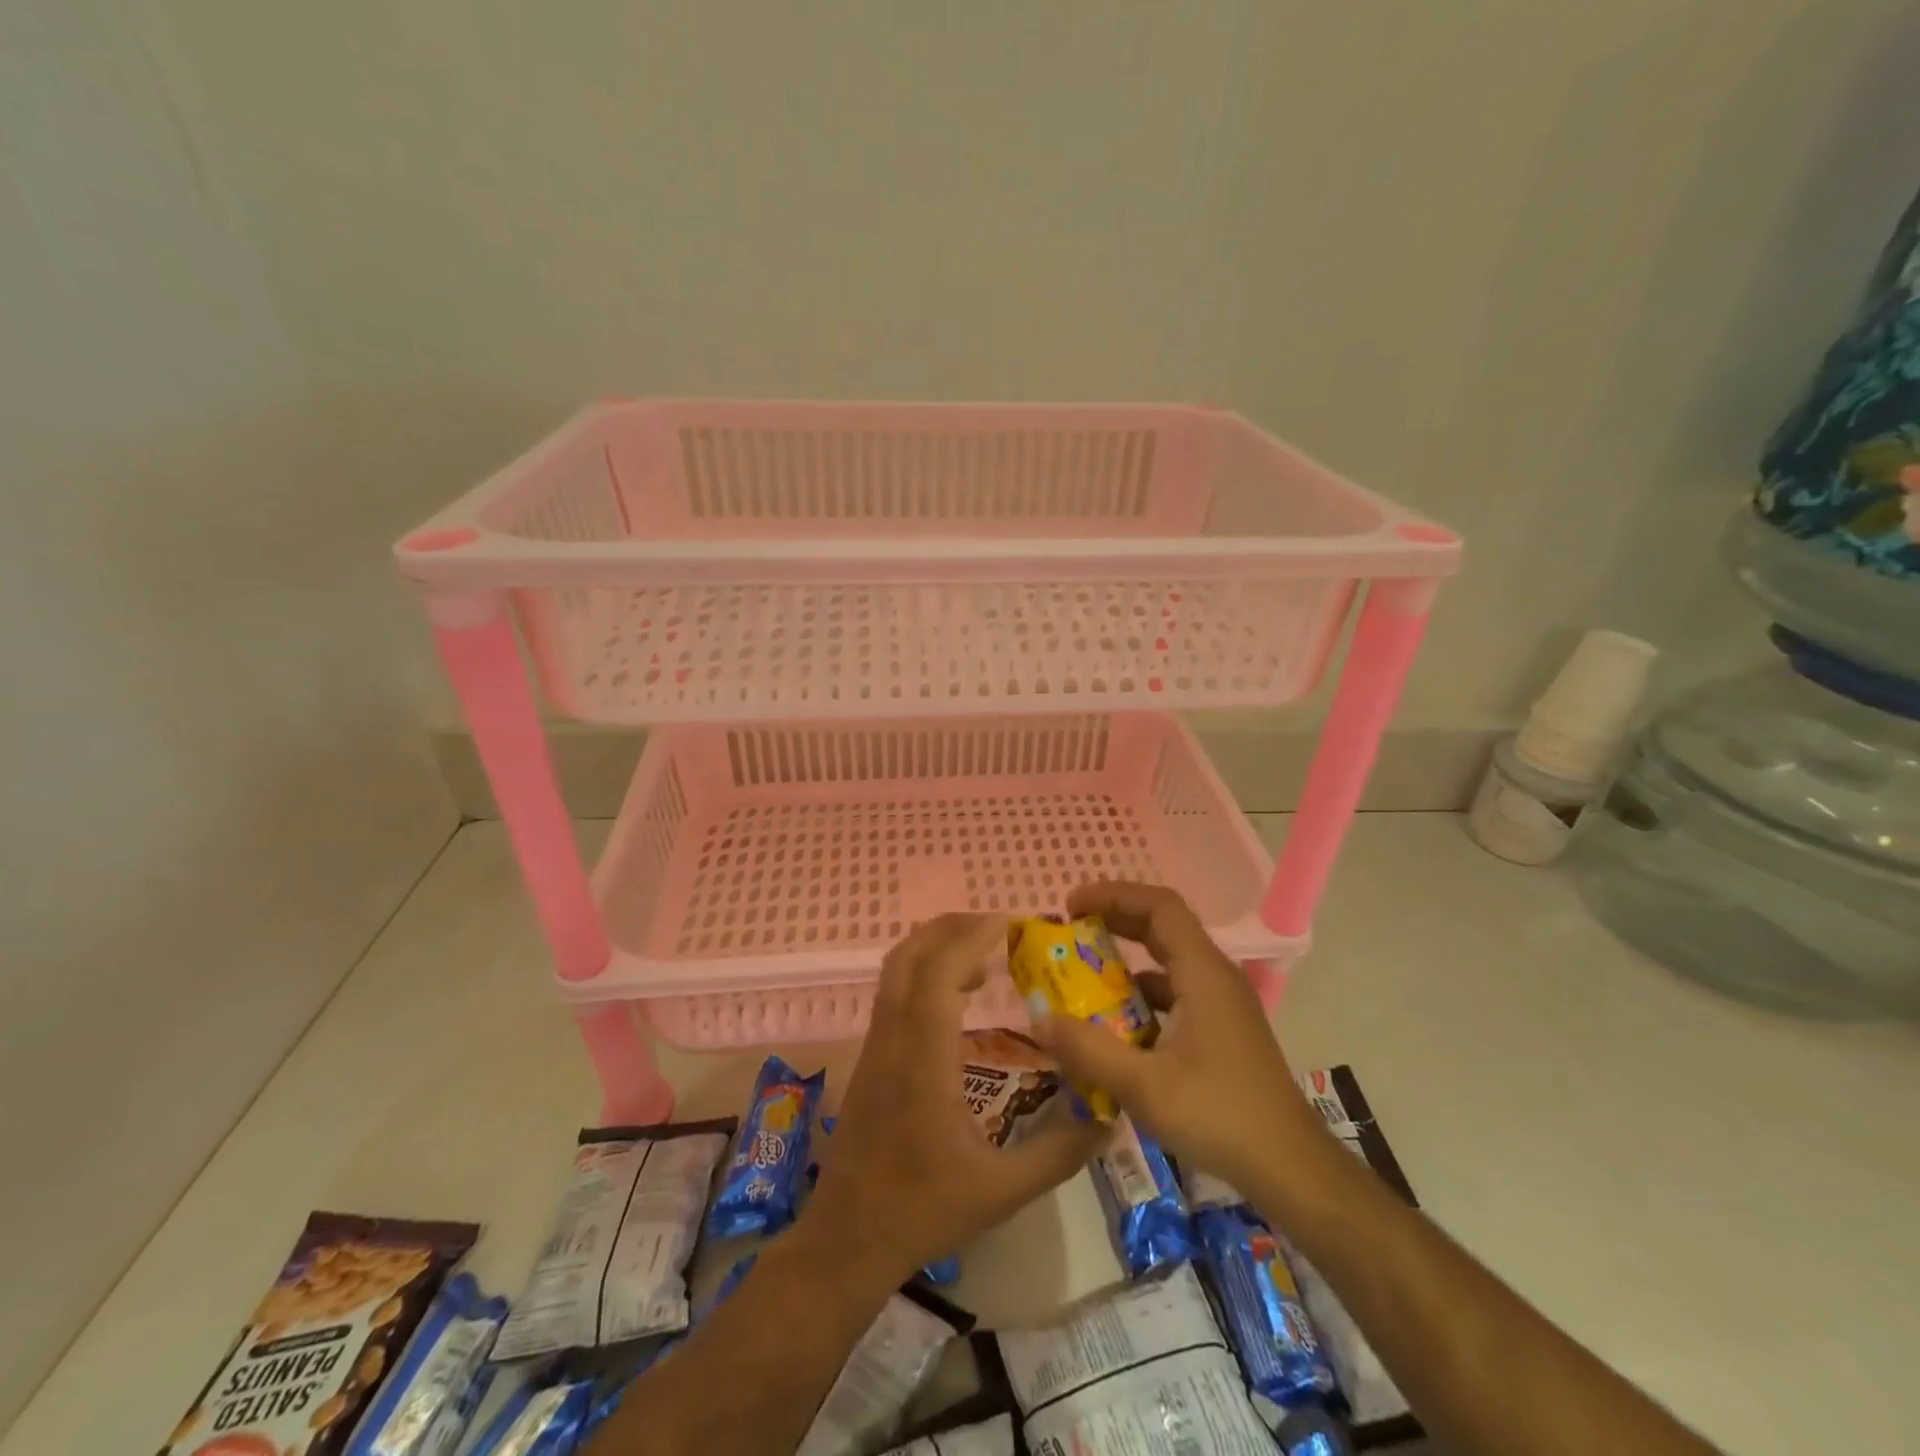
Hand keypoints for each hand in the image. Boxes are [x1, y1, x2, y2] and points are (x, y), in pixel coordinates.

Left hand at [801, 914, 1105, 1288]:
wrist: (847, 1238)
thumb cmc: (922, 1210)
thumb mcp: (1001, 1192)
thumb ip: (1058, 1154)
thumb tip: (1107, 1119)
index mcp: (922, 1060)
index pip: (938, 973)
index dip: (971, 938)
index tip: (1010, 925)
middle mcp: (892, 1039)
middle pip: (909, 955)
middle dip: (951, 929)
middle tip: (997, 930)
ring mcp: (874, 1045)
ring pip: (895, 970)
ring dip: (935, 948)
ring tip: (983, 959)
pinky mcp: (869, 1057)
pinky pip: (893, 992)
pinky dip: (923, 973)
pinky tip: (956, 998)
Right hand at [1027, 882, 1322, 1197]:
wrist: (1291, 1169)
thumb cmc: (1220, 1116)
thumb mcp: (1144, 1086)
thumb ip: (1087, 1049)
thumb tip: (1037, 1020)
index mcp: (1203, 973)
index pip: (1159, 907)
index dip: (1113, 895)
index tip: (1071, 906)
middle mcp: (1216, 977)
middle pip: (1164, 926)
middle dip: (1115, 920)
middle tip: (1070, 929)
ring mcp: (1223, 1003)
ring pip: (1170, 961)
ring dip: (1127, 960)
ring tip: (1084, 974)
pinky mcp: (1224, 1029)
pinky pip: (1177, 992)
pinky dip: (1143, 994)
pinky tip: (1117, 1024)